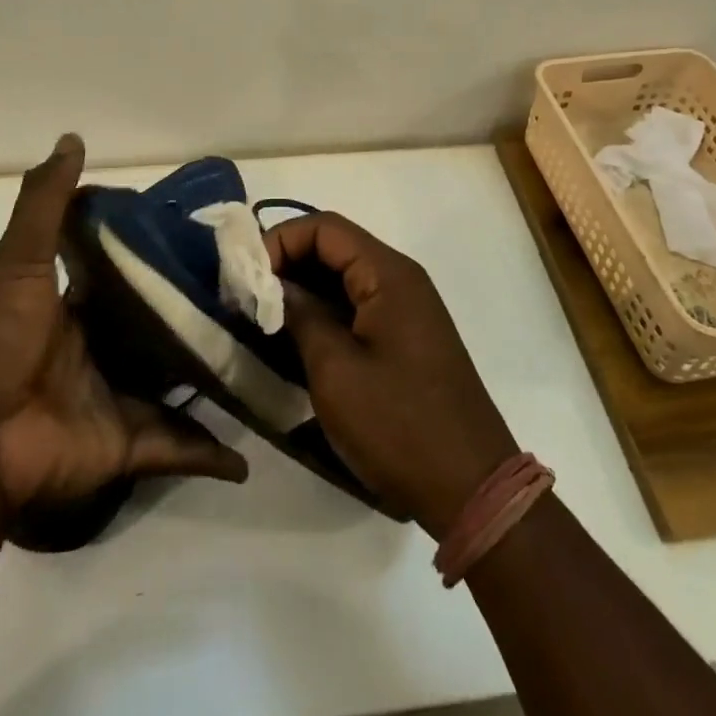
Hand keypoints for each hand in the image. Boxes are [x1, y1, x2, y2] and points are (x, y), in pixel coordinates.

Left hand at [0, 134, 247, 511]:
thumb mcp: (18, 261)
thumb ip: (46, 204)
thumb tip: (73, 138)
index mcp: (73, 309)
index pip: (127, 278)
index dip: (162, 260)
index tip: (212, 241)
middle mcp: (98, 352)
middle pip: (158, 331)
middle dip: (199, 318)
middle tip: (255, 295)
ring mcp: (114, 400)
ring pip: (176, 385)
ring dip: (213, 377)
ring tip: (267, 357)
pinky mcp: (126, 445)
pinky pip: (175, 447)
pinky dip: (209, 454)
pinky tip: (247, 453)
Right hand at [267, 212, 517, 538]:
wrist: (471, 487)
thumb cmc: (398, 425)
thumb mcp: (335, 370)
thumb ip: (300, 316)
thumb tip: (269, 284)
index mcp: (388, 274)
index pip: (324, 228)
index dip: (280, 241)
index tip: (244, 276)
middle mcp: (400, 279)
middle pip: (334, 248)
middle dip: (286, 264)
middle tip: (245, 297)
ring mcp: (405, 310)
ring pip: (343, 279)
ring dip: (301, 291)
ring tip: (260, 319)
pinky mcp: (404, 338)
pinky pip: (356, 308)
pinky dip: (322, 315)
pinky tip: (292, 341)